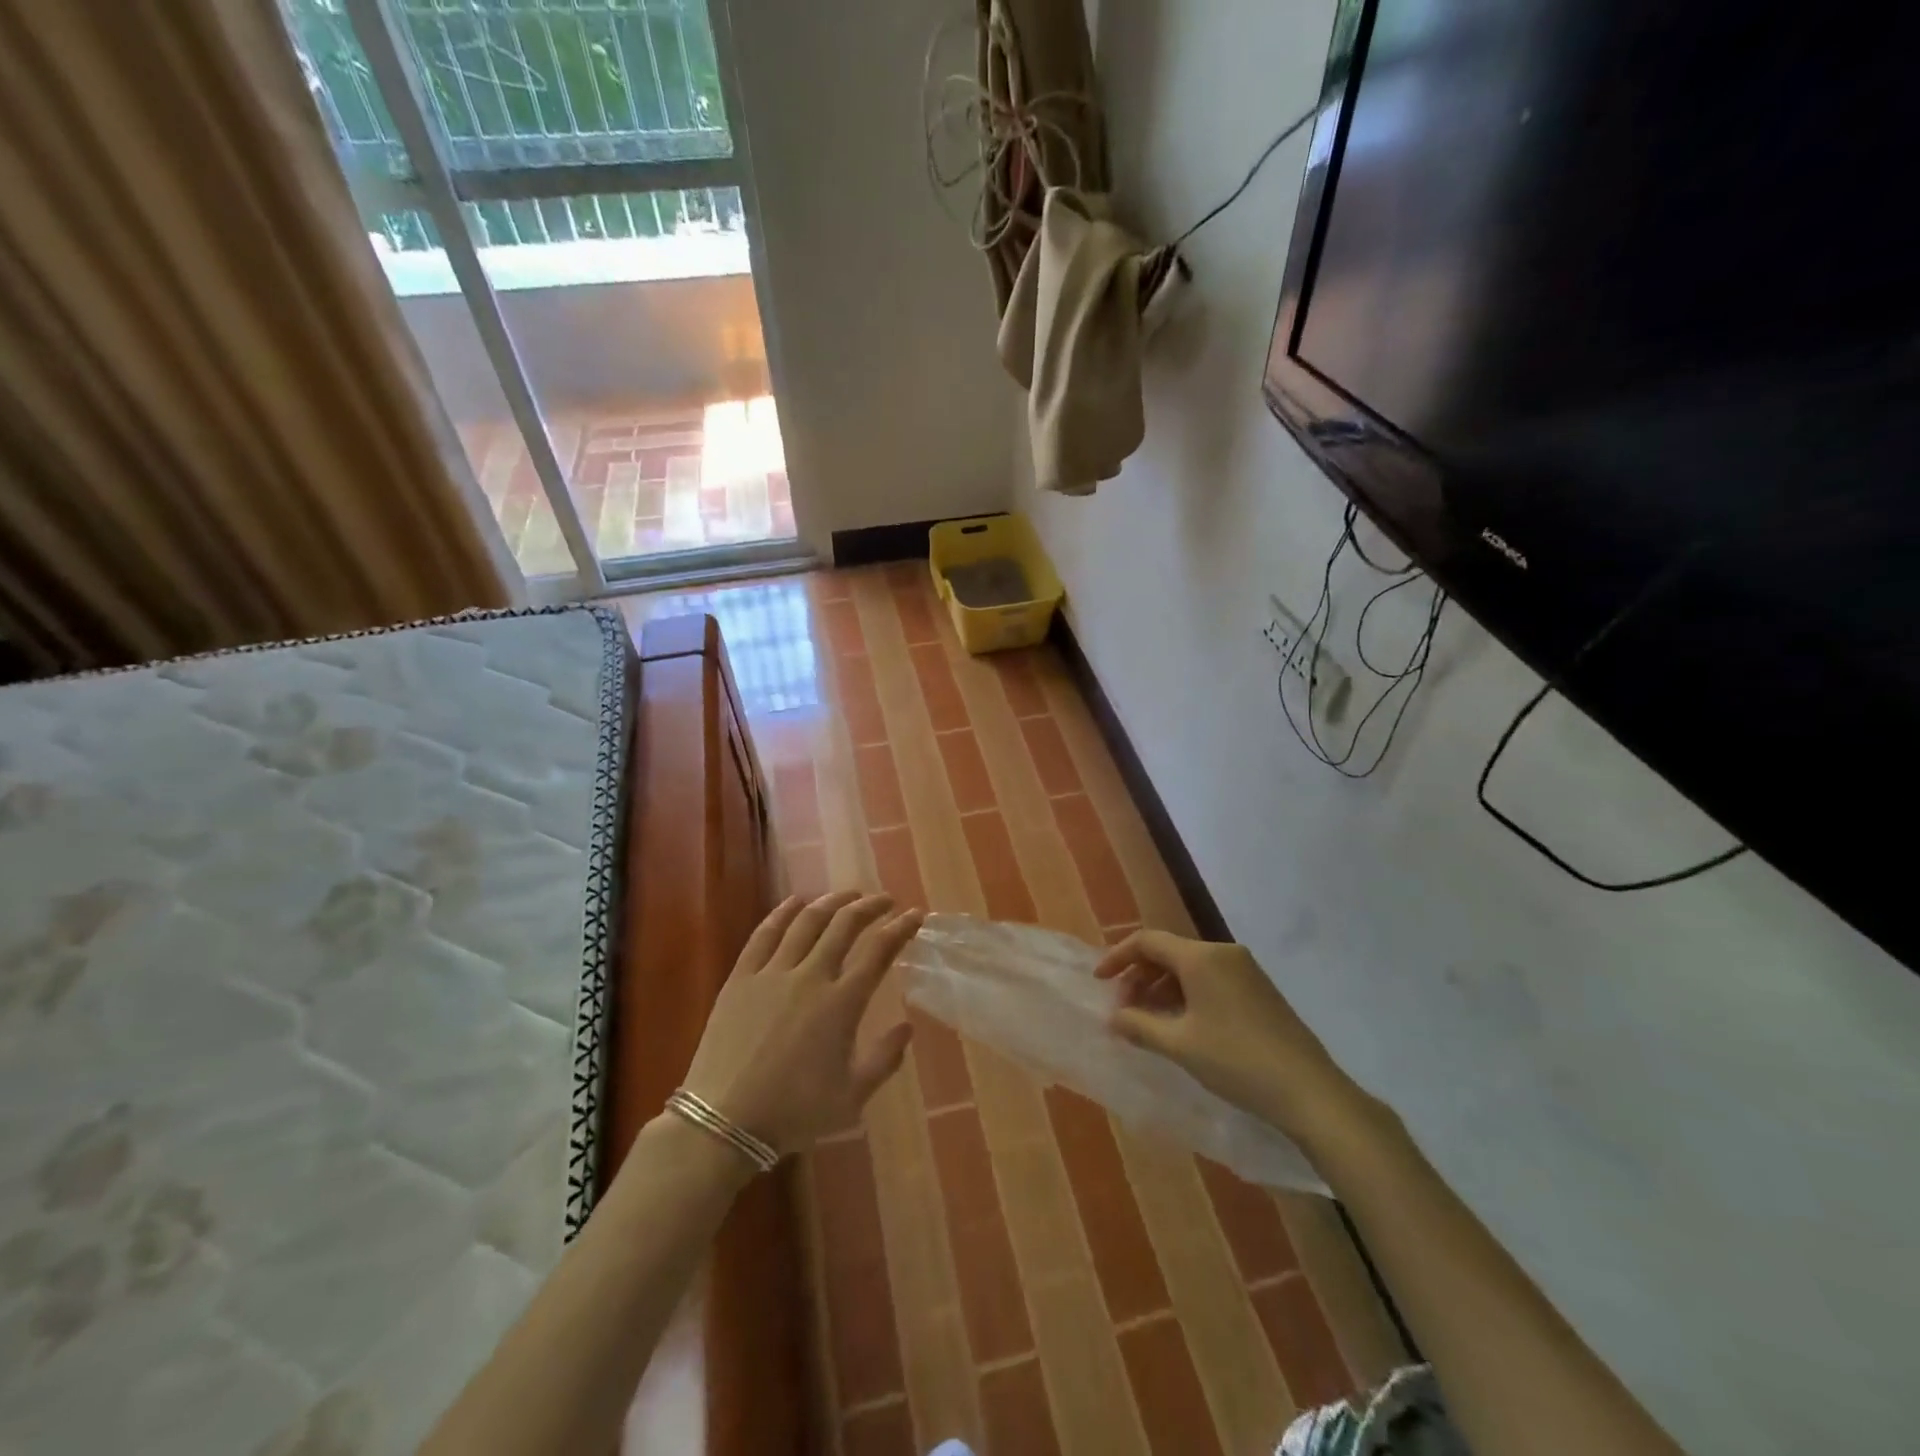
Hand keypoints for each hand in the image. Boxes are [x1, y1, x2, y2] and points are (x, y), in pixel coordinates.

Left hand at [683, 891, 921, 1155]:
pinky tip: (795, 901)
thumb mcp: (852, 1097)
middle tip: (883, 899)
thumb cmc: (794, 1113)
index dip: (900, 928)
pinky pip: (764, 934)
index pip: (879, 951)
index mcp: (841, 1004)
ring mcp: (772, 973)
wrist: (724, 1122)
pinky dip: (782, 912)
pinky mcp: (741, 977)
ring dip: (831, 901)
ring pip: (807, 922)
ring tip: (847, 894)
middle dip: (869, 906)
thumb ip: (884, 1060)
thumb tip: (907, 1027)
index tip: (914, 914)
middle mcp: (811, 977)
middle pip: (844, 925)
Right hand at [1094, 929, 1374, 1149]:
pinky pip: (1211, 979)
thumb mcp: (1180, 1045)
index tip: (1099, 982)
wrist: (1309, 1091)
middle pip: (1169, 952)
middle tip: (1124, 1008)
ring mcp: (1245, 970)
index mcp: (1201, 957)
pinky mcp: (1259, 990)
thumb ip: (1139, 1026)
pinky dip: (1187, 994)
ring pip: (1190, 967)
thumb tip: (1112, 1018)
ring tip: (1148, 1020)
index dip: (1118, 958)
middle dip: (1140, 976)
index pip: (1147, 941)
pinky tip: (1182, 1025)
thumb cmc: (1237, 1061)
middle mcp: (1223, 953)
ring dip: (1163, 987)